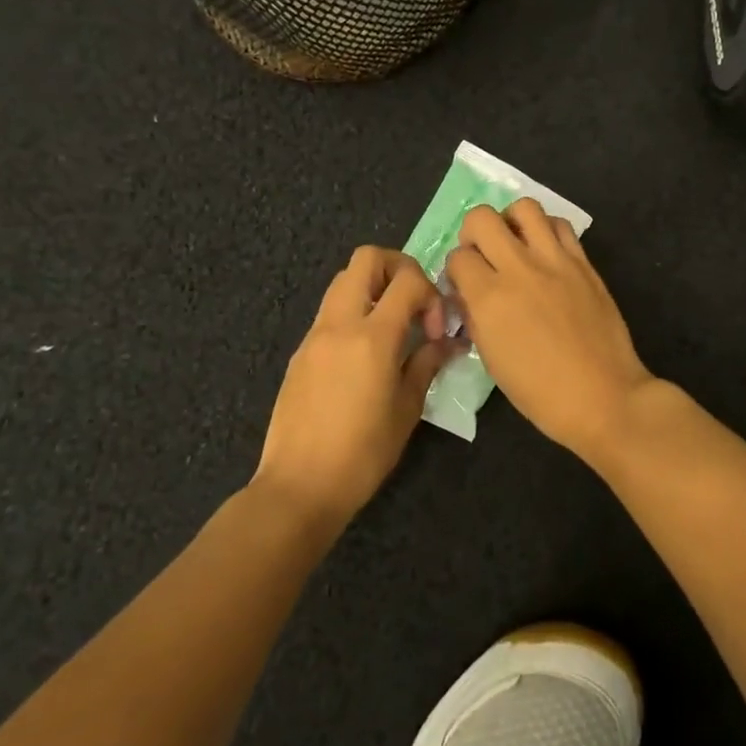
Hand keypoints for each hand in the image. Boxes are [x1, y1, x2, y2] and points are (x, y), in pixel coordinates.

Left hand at [254, 247, 455, 535]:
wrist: (299, 486)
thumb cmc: (363, 453)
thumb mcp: (407, 409)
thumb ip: (427, 364)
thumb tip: (446, 342)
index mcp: (372, 336)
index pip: (407, 280)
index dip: (430, 293)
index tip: (435, 329)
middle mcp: (340, 324)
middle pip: (366, 259)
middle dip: (398, 268)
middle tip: (414, 302)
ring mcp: (315, 335)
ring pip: (343, 281)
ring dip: (373, 288)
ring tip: (392, 327)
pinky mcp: (300, 352)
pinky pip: (330, 312)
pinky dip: (354, 313)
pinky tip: (366, 354)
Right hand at [444, 199, 656, 461]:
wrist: (602, 395)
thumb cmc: (540, 392)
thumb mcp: (492, 359)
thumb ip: (476, 317)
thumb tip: (468, 293)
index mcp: (490, 298)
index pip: (457, 257)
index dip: (456, 269)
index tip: (464, 283)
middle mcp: (519, 268)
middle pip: (482, 218)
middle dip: (473, 232)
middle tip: (483, 253)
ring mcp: (555, 260)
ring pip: (525, 207)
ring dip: (512, 221)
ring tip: (516, 243)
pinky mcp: (583, 262)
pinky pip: (560, 225)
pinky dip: (547, 230)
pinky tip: (546, 252)